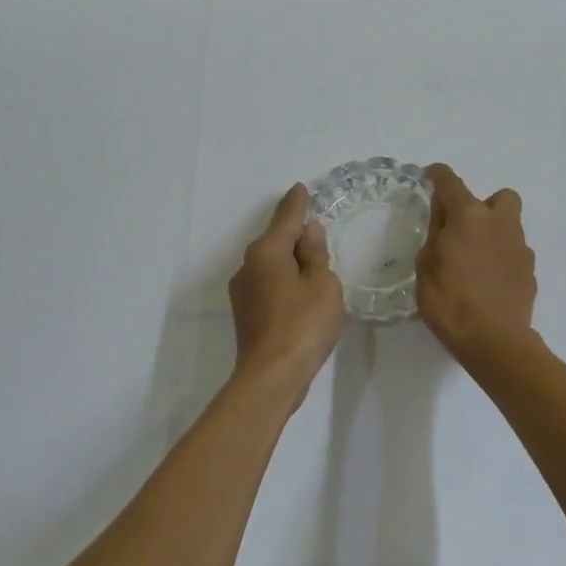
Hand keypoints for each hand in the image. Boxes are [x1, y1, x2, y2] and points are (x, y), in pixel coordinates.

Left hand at [229, 183, 343, 399]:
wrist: (272, 376)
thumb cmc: (303, 324)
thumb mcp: (322, 283)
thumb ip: (315, 254)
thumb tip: (308, 231)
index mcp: (267, 252)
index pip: (286, 219)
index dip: (297, 204)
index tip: (300, 188)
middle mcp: (248, 266)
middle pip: (275, 241)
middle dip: (294, 234)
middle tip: (315, 229)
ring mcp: (243, 291)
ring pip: (270, 264)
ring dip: (289, 260)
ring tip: (313, 264)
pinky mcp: (245, 313)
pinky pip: (268, 284)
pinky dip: (284, 280)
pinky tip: (300, 292)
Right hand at [416, 164, 536, 357]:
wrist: (494, 340)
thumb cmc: (450, 301)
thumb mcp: (426, 265)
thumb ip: (436, 233)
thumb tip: (443, 215)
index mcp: (469, 216)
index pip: (451, 182)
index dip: (438, 175)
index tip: (430, 176)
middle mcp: (500, 223)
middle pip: (501, 197)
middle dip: (484, 205)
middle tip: (465, 227)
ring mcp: (520, 247)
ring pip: (510, 226)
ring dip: (494, 233)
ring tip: (475, 260)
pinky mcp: (530, 271)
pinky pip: (515, 253)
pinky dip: (502, 259)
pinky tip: (488, 281)